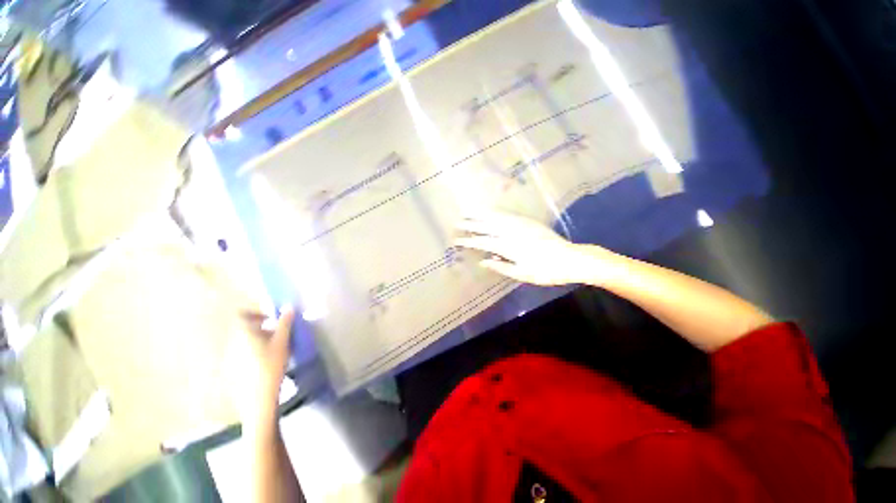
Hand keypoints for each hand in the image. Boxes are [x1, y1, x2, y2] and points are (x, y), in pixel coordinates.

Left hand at [230, 307, 294, 427]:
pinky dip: (254, 350)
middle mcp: (232, 342)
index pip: (242, 314)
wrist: (258, 398)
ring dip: (259, 338)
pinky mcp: (232, 368)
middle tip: (279, 333)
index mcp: (242, 333)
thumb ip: (284, 323)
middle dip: (261, 327)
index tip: (272, 317)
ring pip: (244, 340)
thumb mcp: (282, 342)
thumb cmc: (271, 365)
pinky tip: (268, 361)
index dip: (256, 312)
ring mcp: (230, 356)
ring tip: (276, 347)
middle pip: (244, 328)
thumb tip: (288, 307)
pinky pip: (242, 352)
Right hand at [455, 211, 602, 285]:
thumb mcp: (522, 274)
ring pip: (496, 218)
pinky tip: (490, 211)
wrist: (571, 259)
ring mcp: (521, 225)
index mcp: (510, 247)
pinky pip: (508, 214)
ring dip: (481, 215)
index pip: (484, 243)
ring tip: (468, 211)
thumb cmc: (545, 271)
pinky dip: (496, 212)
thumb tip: (482, 262)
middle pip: (487, 227)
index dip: (469, 241)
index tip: (457, 240)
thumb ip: (501, 266)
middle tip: (458, 223)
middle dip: (471, 225)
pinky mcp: (528, 221)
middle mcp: (512, 233)